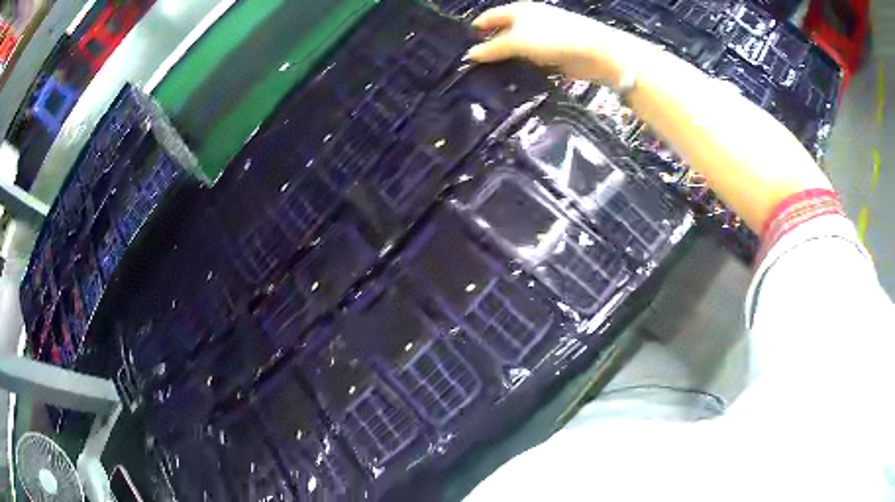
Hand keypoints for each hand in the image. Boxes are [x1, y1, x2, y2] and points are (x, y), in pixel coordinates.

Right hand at [467, 2, 641, 82]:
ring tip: (487, 77)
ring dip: (505, 61)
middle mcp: (529, 22)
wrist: (594, 53)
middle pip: (502, 33)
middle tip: (471, 66)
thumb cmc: (553, 38)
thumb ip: (493, 48)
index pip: (490, 17)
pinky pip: (530, 62)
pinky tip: (511, 81)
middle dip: (489, 47)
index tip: (462, 46)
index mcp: (518, 11)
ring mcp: (542, 39)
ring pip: (516, 49)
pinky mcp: (552, 56)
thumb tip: (470, 55)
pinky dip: (521, 69)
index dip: (476, 29)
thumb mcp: (517, 41)